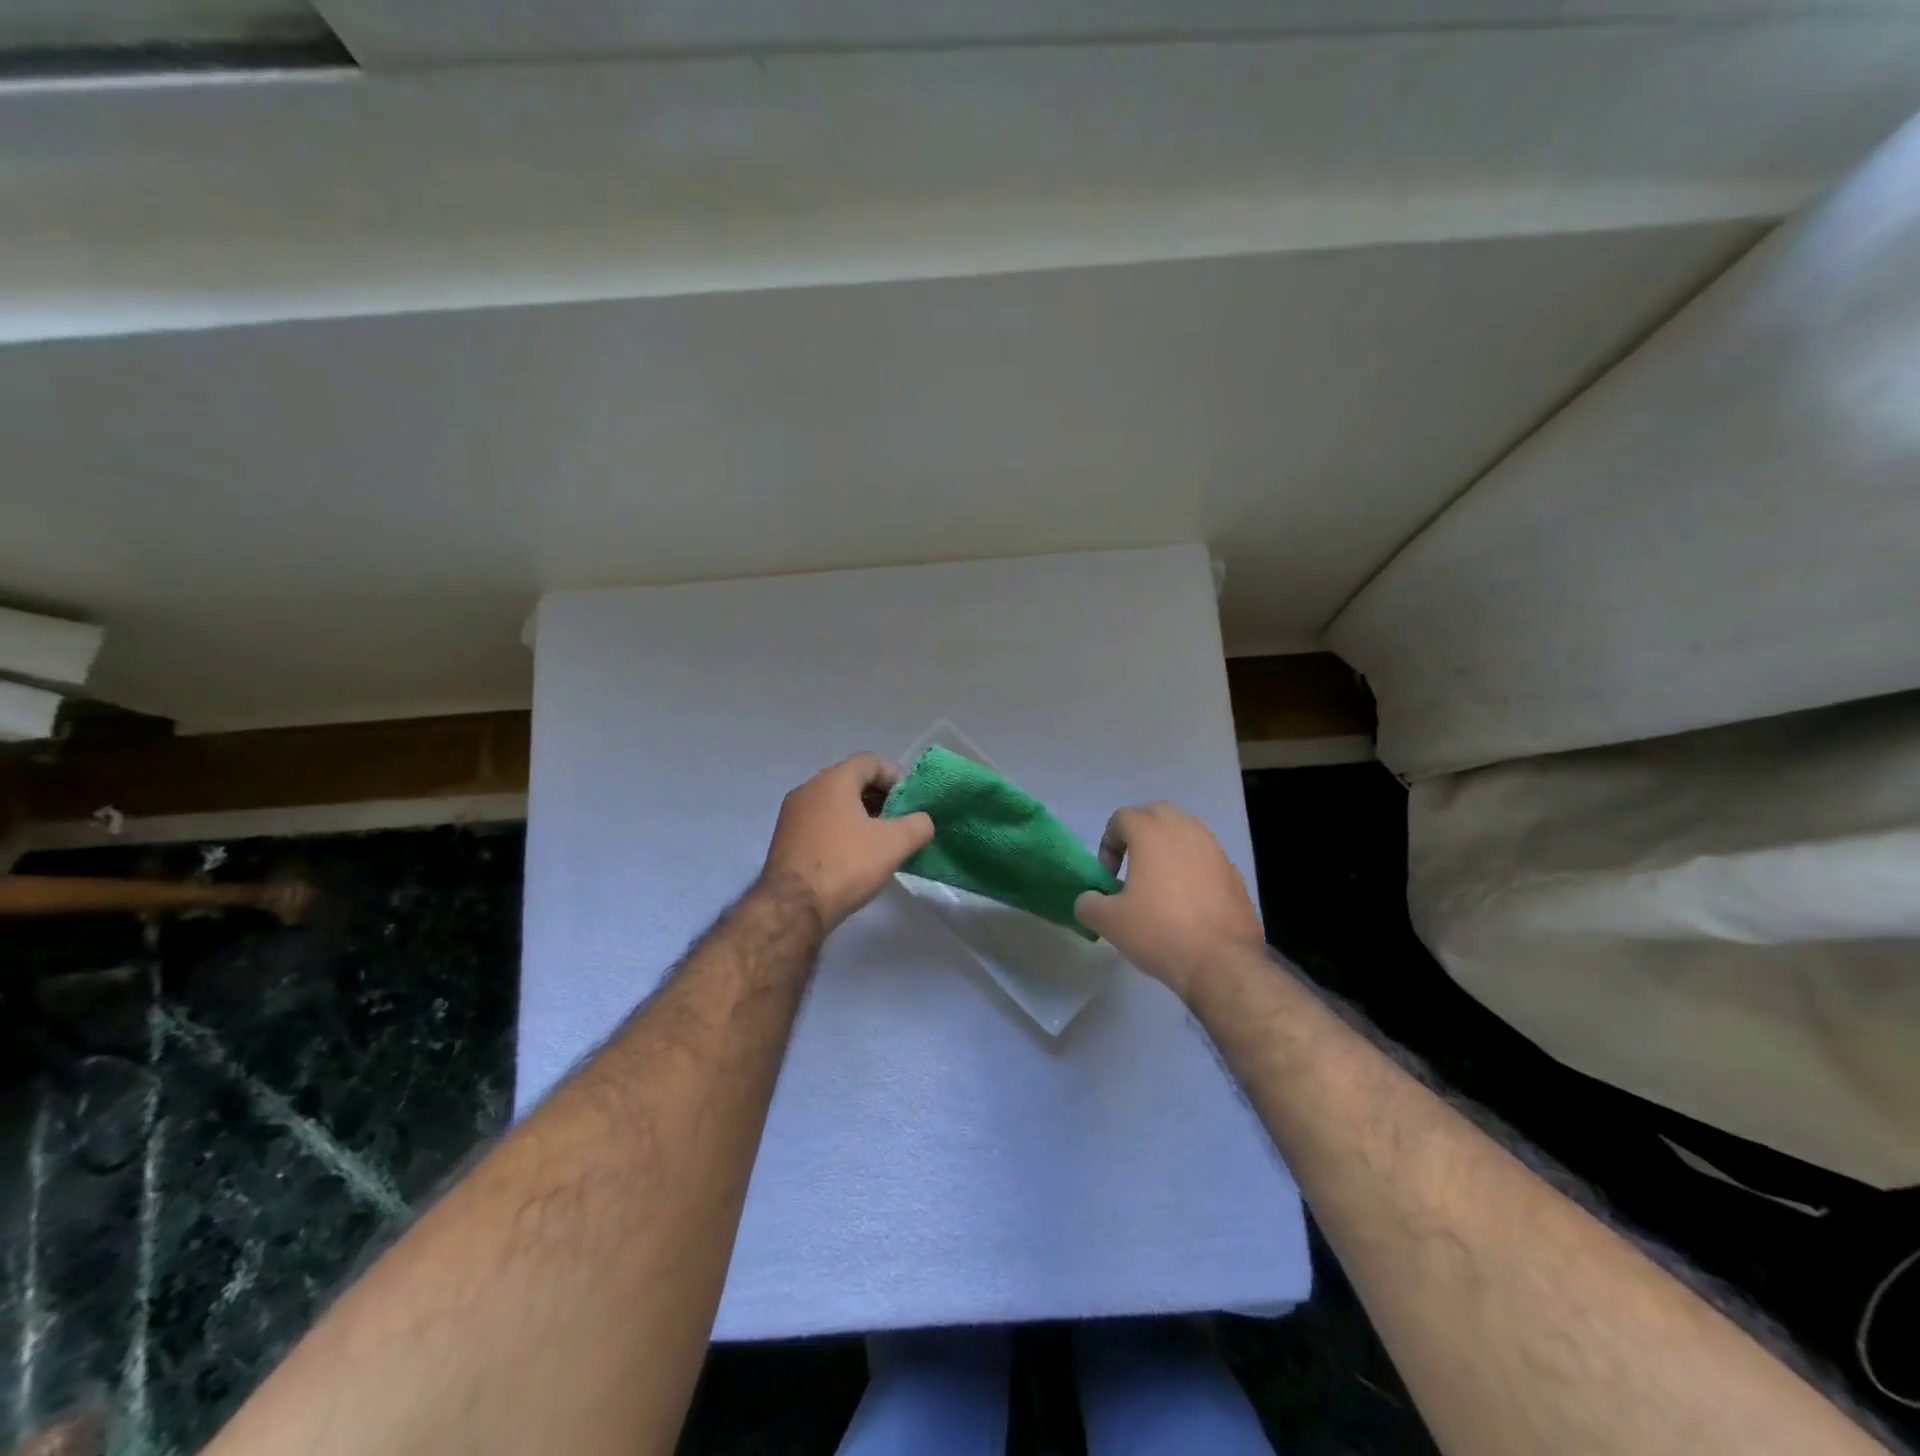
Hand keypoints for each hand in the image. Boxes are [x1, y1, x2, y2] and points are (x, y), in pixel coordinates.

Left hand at [761, 754, 934, 929]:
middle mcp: (808, 789)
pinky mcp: (784, 838)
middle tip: (899, 821)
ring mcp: (792, 814)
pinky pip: (819, 822)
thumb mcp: (895, 844)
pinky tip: (853, 855)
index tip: (910, 802)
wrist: (793, 907)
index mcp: (833, 780)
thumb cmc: (846, 865)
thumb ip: (918, 825)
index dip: (896, 776)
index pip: (870, 761)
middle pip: (851, 780)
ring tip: (879, 841)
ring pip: (834, 802)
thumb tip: (922, 821)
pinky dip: (840, 829)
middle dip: (879, 797)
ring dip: (860, 815)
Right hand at [1073, 801, 1265, 1002]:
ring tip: (1160, 881)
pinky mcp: (1233, 872)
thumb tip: (1089, 900)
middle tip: (1132, 866)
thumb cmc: (1160, 931)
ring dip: (1168, 846)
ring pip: (1186, 830)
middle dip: (1140, 832)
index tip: (1110, 875)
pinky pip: (1206, 856)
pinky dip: (1192, 866)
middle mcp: (1185, 831)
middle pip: (1157, 813)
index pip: (1122, 817)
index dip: (1108, 842)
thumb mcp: (1109, 922)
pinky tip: (1188, 901)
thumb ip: (1088, 903)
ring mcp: (1214, 849)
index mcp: (1152, 833)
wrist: (1222, 962)